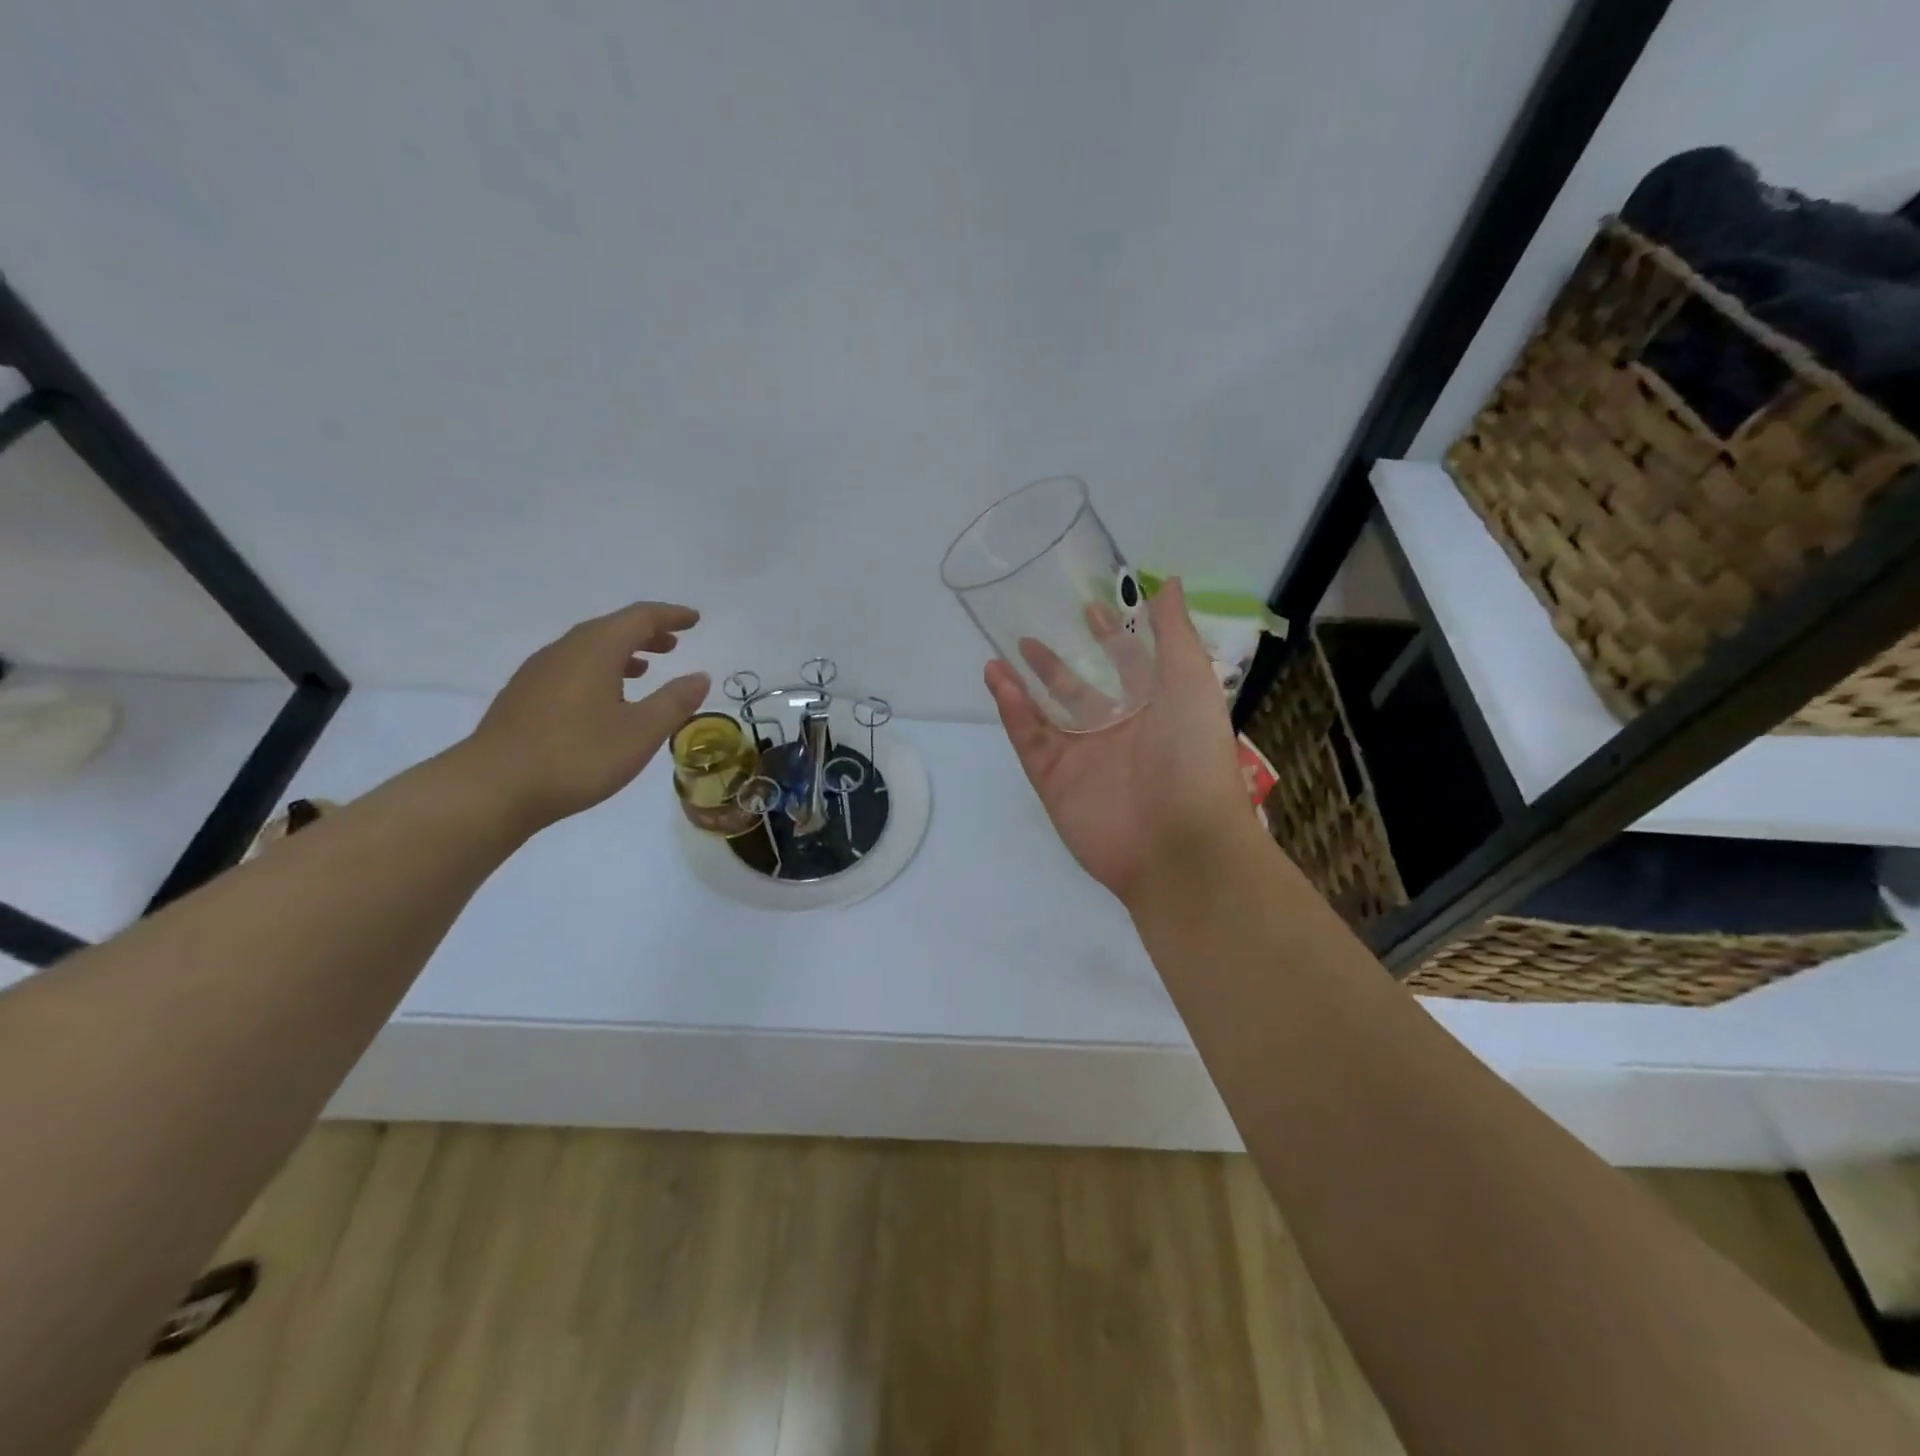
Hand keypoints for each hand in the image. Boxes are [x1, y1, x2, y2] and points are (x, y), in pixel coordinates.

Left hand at [453, 601, 709, 831]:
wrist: (492, 788)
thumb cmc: (577, 756)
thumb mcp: (640, 732)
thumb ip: (674, 702)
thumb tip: (700, 676)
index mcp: (595, 650)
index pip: (640, 618)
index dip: (670, 616)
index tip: (695, 619)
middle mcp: (565, 651)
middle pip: (611, 628)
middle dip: (646, 633)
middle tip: (674, 643)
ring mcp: (538, 673)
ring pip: (588, 648)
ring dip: (622, 652)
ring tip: (645, 669)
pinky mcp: (524, 696)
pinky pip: (571, 668)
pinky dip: (598, 670)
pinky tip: (604, 699)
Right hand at [986, 579, 1252, 906]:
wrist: (1179, 843)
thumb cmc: (1193, 755)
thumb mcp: (1190, 682)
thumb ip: (1174, 633)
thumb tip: (1170, 581)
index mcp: (1154, 708)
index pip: (1126, 664)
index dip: (1109, 636)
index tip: (1087, 607)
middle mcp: (1117, 731)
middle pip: (1079, 689)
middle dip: (1057, 663)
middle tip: (1029, 633)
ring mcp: (1083, 757)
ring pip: (1046, 715)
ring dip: (1024, 685)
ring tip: (1000, 656)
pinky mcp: (1055, 781)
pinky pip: (1030, 741)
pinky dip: (1014, 713)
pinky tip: (998, 682)